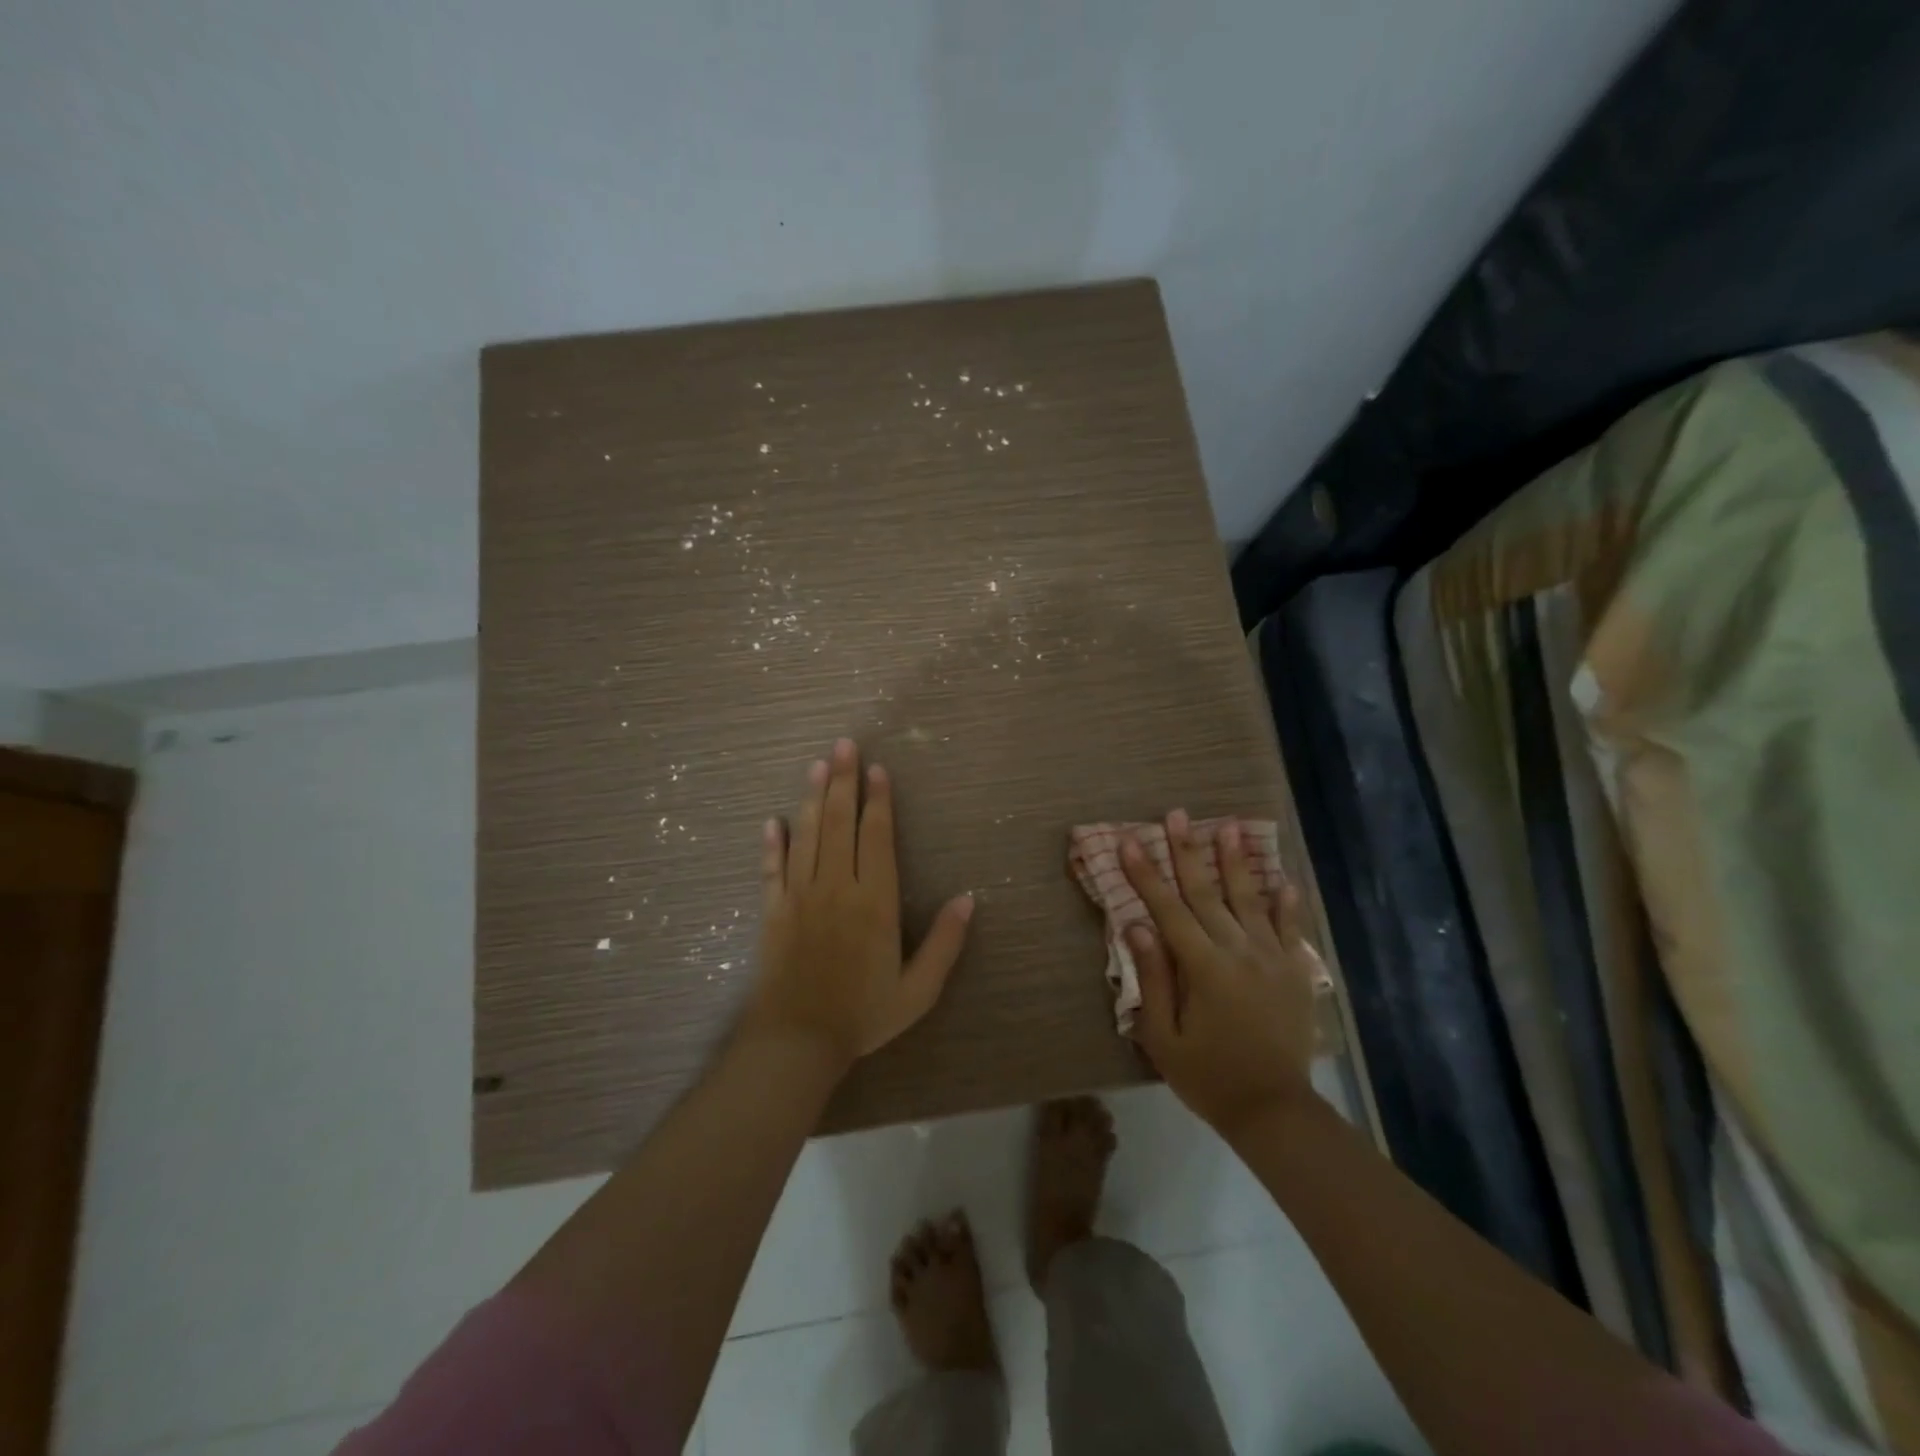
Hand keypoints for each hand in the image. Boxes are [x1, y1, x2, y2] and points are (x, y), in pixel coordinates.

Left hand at [746, 738, 974, 1071]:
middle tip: (843, 744)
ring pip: (806, 835)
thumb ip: (945, 943)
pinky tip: (771, 821)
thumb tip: (968, 898)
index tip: (876, 769)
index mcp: (874, 901)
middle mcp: (836, 887)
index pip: (876, 837)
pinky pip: (772, 869)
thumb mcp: (919, 989)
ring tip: (816, 765)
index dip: (877, 800)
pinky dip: (772, 844)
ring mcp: (799, 896)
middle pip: (838, 822)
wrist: (798, 1042)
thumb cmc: (863, 1014)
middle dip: (842, 781)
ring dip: (810, 797)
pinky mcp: (772, 911)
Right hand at [1121, 810, 1322, 1136]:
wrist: (1275, 1110)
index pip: (1167, 909)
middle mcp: (1240, 952)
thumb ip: (1153, 978)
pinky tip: (1282, 878)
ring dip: (1236, 861)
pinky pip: (1290, 928)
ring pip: (1249, 899)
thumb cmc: (1208, 1077)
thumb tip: (1137, 926)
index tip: (1129, 840)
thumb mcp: (1164, 1038)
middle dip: (1187, 851)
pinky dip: (1286, 902)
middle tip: (1176, 815)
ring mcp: (1273, 958)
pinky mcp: (1296, 971)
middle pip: (1206, 892)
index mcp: (1204, 968)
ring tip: (1228, 826)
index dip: (1146, 874)